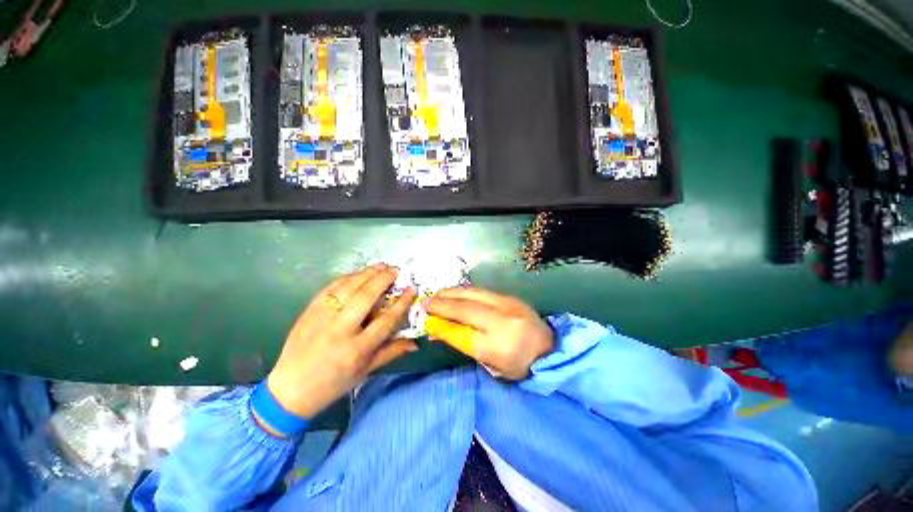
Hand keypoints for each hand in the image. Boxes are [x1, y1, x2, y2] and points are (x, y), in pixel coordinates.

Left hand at [266, 264, 417, 418]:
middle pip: (366, 297)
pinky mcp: (309, 311)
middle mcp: (340, 331)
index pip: (386, 320)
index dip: (401, 303)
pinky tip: (358, 273)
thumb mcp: (366, 371)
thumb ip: (392, 352)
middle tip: (396, 270)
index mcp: (357, 350)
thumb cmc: (333, 383)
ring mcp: (321, 318)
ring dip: (366, 273)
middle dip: (383, 280)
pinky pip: (330, 288)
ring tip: (381, 266)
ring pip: (347, 288)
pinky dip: (347, 277)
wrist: (290, 390)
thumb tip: (416, 343)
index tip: (411, 289)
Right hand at [424, 287, 554, 379]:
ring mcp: (509, 304)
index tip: (424, 319)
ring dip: (451, 293)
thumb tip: (437, 329)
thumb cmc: (518, 365)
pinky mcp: (510, 297)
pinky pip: (481, 291)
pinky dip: (464, 291)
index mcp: (499, 346)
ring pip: (473, 294)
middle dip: (442, 304)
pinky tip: (455, 293)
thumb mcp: (490, 363)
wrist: (550, 349)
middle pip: (466, 308)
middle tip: (425, 302)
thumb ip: (463, 343)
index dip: (441, 324)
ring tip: (436, 295)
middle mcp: (503, 321)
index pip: (462, 333)